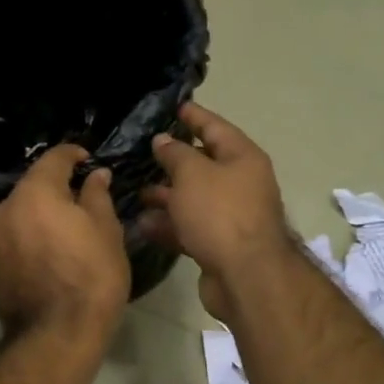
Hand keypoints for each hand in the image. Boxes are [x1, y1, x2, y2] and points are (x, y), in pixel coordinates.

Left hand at [0, 146, 129, 344]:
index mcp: (34, 192)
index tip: (90, 160)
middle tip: (86, 198)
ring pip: (23, 212)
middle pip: (34, 185)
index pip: (53, 158)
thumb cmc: (91, 277)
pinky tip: (54, 251)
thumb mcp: (106, 230)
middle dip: (58, 187)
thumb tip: (95, 175)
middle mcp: (6, 208)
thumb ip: (97, 195)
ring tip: (71, 227)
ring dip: (44, 212)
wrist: (55, 336)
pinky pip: (16, 235)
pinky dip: (34, 234)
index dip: (74, 154)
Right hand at [142, 104, 294, 319]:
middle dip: (175, 160)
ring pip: (195, 199)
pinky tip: (143, 224)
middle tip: (146, 151)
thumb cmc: (220, 213)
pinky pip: (191, 227)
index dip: (195, 116)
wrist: (246, 276)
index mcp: (243, 158)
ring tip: (138, 191)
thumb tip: (163, 140)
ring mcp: (232, 217)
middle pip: (205, 165)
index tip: (175, 107)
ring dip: (167, 195)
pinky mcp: (220, 245)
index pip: (215, 127)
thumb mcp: (192, 174)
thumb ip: (174, 154)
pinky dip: (170, 225)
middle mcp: (241, 184)